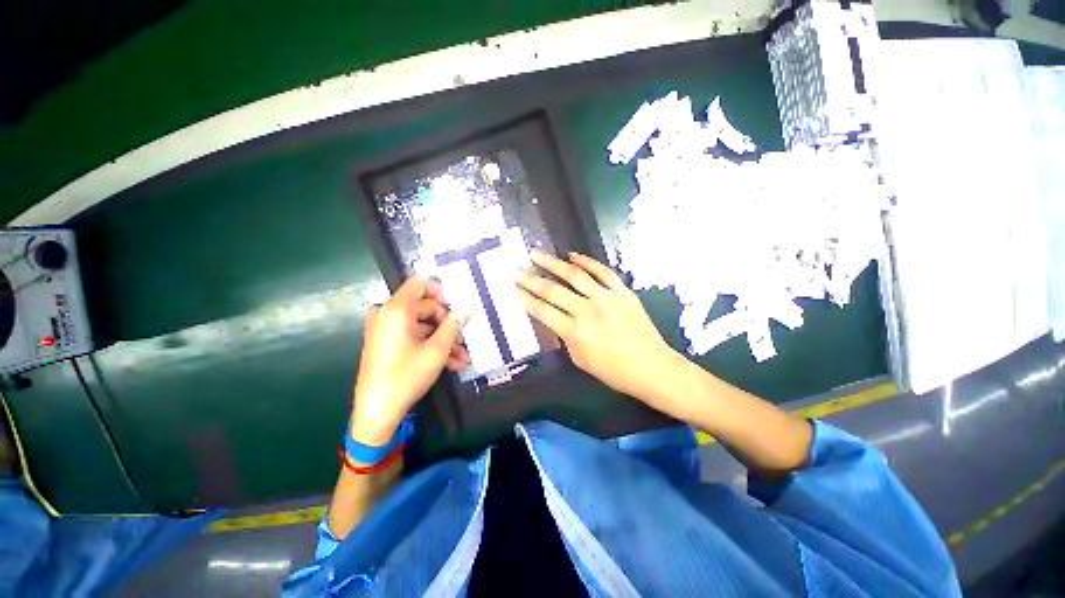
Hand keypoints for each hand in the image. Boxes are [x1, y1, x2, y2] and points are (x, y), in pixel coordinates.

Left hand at [351, 277, 469, 445]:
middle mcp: (388, 314)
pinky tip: (451, 362)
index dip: (441, 291)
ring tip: (462, 358)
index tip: (457, 307)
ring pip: (422, 325)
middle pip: (425, 307)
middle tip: (463, 341)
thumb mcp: (437, 350)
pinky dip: (431, 346)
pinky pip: (413, 336)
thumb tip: (468, 307)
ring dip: (444, 339)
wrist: (377, 412)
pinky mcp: (386, 343)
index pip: (420, 283)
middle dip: (448, 324)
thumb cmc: (407, 376)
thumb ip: (454, 324)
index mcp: (396, 310)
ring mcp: (386, 329)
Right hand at [516, 251, 683, 405]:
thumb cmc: (614, 371)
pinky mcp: (623, 292)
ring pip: (575, 275)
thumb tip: (557, 319)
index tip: (514, 287)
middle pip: (553, 290)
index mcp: (575, 332)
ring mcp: (607, 298)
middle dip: (531, 279)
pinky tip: (573, 255)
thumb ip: (566, 337)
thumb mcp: (581, 359)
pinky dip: (587, 262)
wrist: (652, 367)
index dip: (525, 298)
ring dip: (553, 263)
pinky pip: (603, 272)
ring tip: (537, 254)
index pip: (543, 310)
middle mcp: (588, 311)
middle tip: (518, 269)